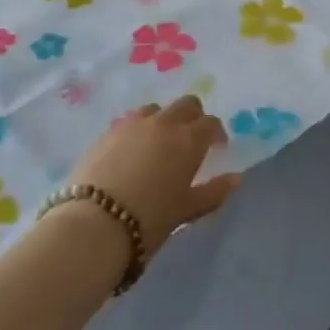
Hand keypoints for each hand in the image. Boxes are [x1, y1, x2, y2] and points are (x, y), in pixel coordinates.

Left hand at [68, 96, 240, 258]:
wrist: (93, 225)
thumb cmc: (149, 220)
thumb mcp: (186, 210)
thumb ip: (214, 191)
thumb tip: (236, 178)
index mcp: (188, 139)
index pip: (210, 123)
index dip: (216, 133)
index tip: (217, 147)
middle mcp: (163, 123)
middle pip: (186, 104)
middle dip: (193, 116)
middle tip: (191, 139)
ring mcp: (132, 124)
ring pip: (155, 108)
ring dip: (163, 120)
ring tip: (158, 143)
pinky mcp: (106, 132)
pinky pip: (129, 122)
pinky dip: (137, 131)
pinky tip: (131, 152)